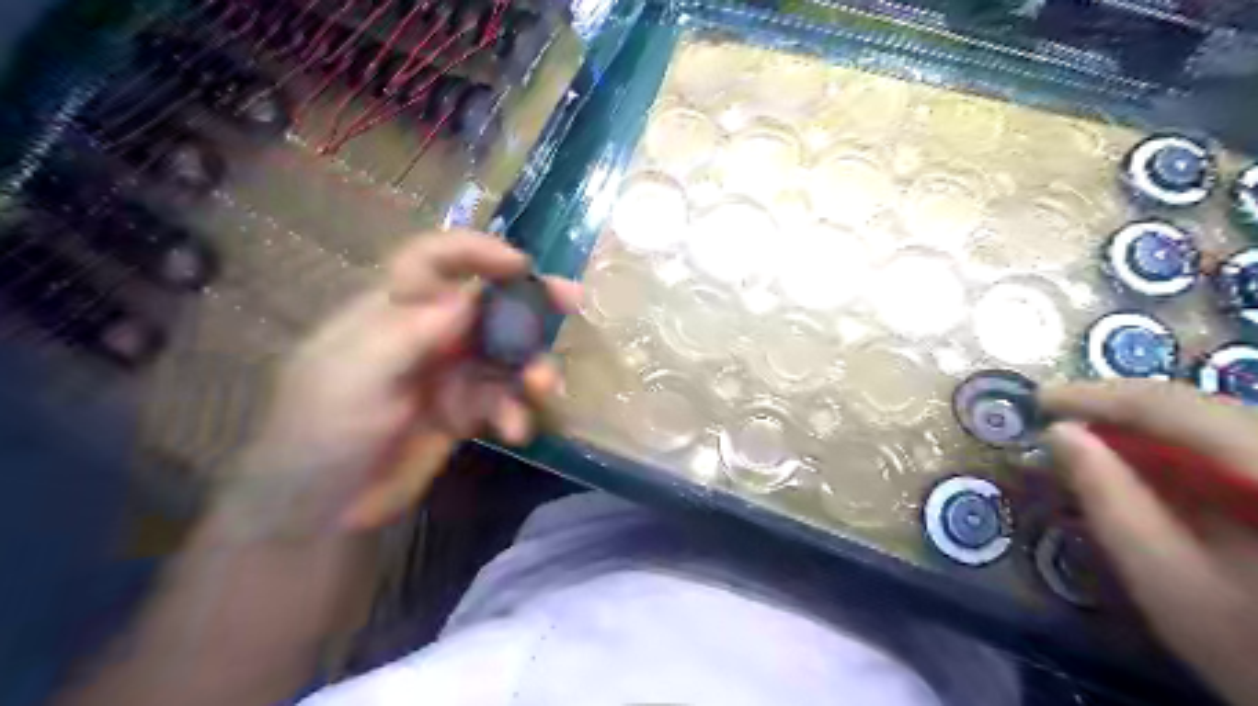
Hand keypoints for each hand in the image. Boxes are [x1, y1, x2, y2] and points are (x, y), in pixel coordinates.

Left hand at [219, 233, 580, 534]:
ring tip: (542, 386)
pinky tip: (515, 430)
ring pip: (504, 354)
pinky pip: (503, 399)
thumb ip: (410, 334)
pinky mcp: (464, 411)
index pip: (433, 261)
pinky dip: (515, 411)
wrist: (323, 509)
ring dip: (529, 366)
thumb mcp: (355, 376)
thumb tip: (467, 297)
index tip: (520, 265)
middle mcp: (427, 334)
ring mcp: (449, 373)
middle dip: (529, 302)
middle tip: (571, 301)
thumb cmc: (323, 430)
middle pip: (486, 304)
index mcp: (392, 311)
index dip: (476, 252)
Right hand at [1042, 381, 1257, 705]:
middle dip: (1118, 412)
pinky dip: (1176, 453)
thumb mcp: (1166, 580)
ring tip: (1083, 441)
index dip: (1100, 397)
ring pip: (1215, 425)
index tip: (1037, 401)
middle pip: (1200, 410)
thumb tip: (1058, 433)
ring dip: (1143, 430)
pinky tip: (1138, 465)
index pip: (1179, 409)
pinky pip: (1230, 450)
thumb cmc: (1251, 653)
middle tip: (1053, 423)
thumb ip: (1110, 499)